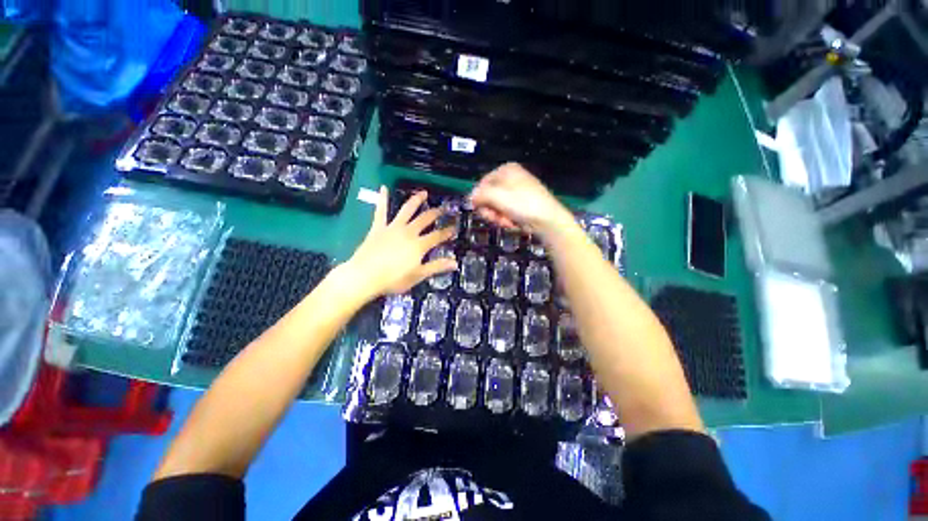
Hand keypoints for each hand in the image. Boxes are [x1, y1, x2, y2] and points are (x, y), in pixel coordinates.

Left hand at [343, 187, 456, 298]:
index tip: (455, 227)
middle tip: (443, 208)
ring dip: (416, 200)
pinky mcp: (378, 227)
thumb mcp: (418, 275)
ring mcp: (393, 228)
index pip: (437, 236)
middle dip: (436, 213)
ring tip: (423, 193)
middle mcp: (408, 232)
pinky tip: (383, 188)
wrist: (365, 276)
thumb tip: (455, 263)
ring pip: (407, 210)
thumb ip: (437, 267)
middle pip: (425, 219)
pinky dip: (382, 199)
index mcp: (419, 245)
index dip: (447, 232)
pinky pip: (381, 211)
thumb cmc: (393, 279)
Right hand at [469, 162, 574, 236]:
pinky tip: (513, 223)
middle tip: (496, 218)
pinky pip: (505, 212)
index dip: (478, 199)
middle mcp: (510, 178)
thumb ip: (479, 195)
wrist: (548, 220)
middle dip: (490, 210)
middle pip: (488, 197)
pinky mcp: (520, 205)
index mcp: (506, 170)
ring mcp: (516, 193)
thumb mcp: (497, 196)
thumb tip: (470, 198)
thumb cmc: (522, 204)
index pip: (481, 184)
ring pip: (495, 207)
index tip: (480, 210)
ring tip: (507, 221)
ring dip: (498, 217)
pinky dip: (506, 219)